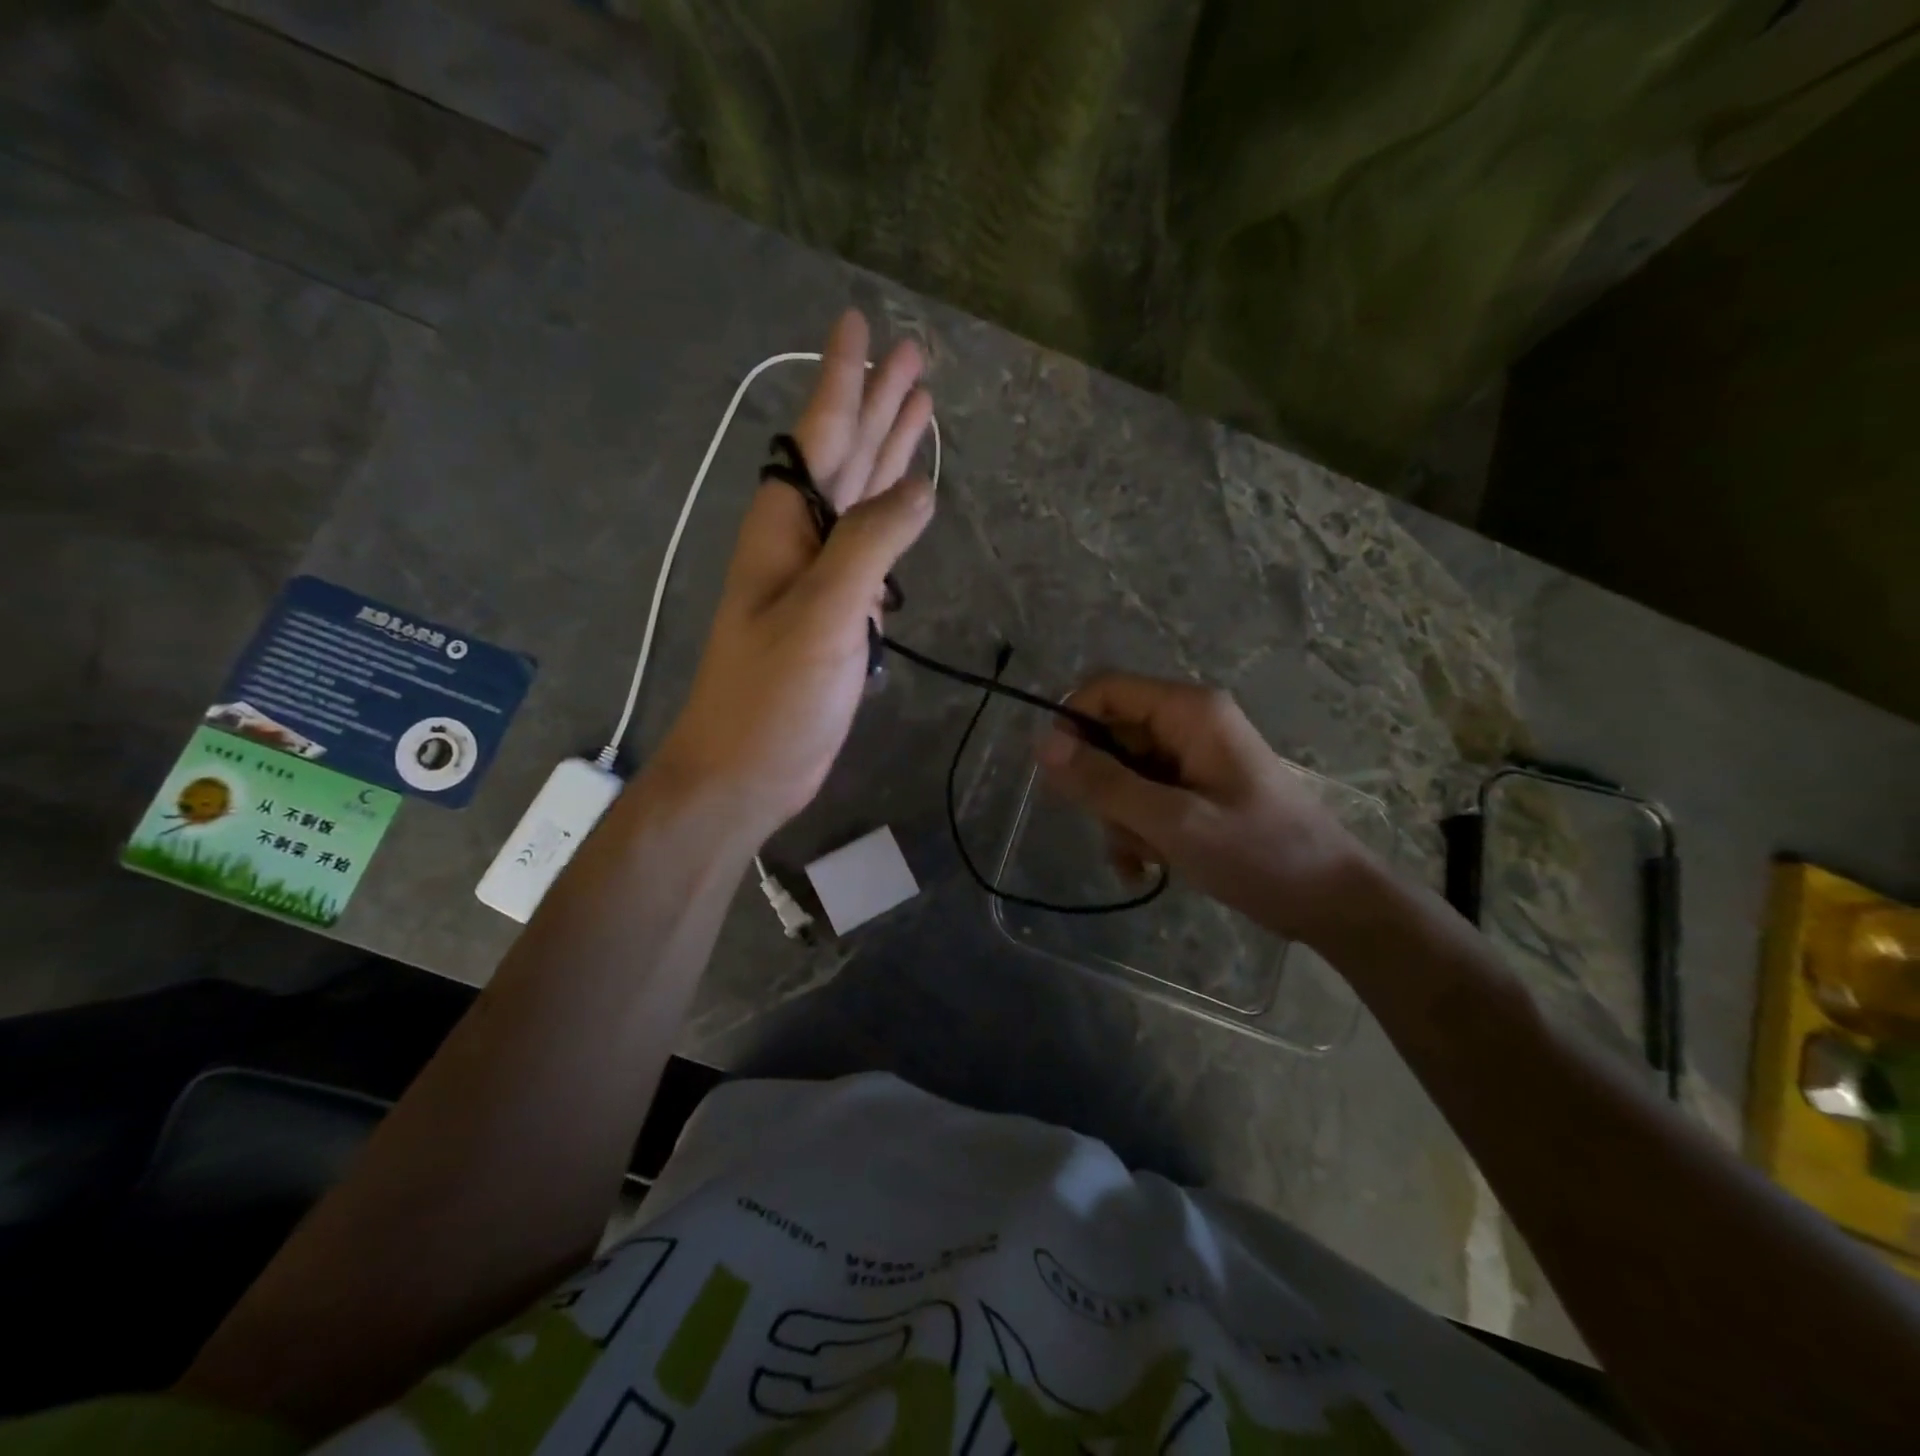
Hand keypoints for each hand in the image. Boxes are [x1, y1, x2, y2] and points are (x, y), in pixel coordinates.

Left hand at [653, 310, 933, 838]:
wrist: (747, 768)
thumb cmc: (772, 694)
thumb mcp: (822, 614)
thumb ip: (870, 544)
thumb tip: (919, 487)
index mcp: (785, 525)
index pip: (820, 433)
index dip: (844, 377)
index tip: (860, 321)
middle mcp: (802, 540)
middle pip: (846, 456)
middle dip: (879, 404)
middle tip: (916, 356)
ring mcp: (821, 578)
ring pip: (862, 499)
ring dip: (889, 453)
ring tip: (923, 410)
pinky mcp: (838, 614)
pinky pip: (872, 548)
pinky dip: (893, 518)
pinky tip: (909, 498)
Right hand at [1035, 675, 1368, 943]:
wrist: (1329, 902)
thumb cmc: (1259, 855)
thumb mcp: (1173, 822)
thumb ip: (1104, 783)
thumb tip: (1041, 744)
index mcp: (1189, 710)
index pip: (1104, 690)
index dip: (1072, 726)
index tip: (1061, 778)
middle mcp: (1188, 722)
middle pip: (1109, 736)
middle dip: (1102, 788)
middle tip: (1121, 830)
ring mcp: (1192, 757)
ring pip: (1120, 773)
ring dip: (1120, 819)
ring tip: (1145, 858)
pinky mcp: (1194, 788)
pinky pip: (1142, 797)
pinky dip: (1136, 831)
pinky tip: (1145, 869)